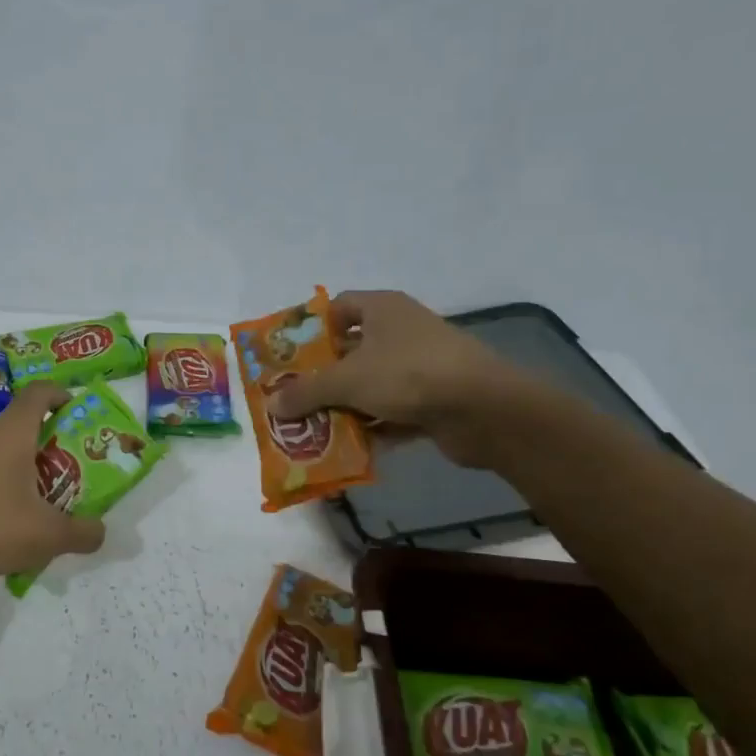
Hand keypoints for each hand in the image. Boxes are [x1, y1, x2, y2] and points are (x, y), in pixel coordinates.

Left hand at [0, 382, 105, 582]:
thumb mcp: (48, 536)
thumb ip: (82, 532)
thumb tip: (100, 531)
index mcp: (12, 432)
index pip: (39, 392)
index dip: (61, 395)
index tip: (75, 411)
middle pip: (20, 424)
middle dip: (45, 443)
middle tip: (64, 472)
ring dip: (18, 466)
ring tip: (34, 501)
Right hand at [263, 291, 544, 466]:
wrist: (484, 409)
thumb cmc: (408, 374)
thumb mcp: (347, 380)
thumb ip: (307, 392)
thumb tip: (272, 405)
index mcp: (381, 309)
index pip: (337, 307)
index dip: (311, 329)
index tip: (287, 357)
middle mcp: (401, 331)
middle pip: (350, 350)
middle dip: (321, 376)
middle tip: (291, 399)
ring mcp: (420, 366)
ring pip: (370, 384)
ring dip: (345, 406)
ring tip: (311, 428)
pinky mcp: (433, 399)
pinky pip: (392, 411)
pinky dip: (373, 427)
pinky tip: (348, 448)